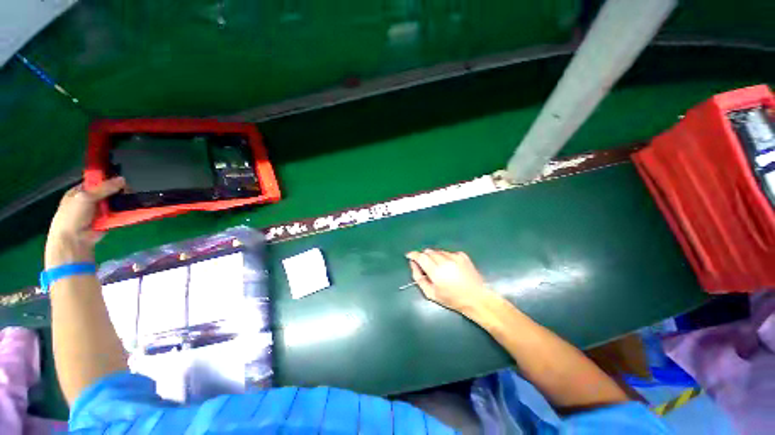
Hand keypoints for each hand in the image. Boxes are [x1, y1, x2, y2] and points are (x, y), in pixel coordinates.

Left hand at [45, 178, 124, 267]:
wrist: (74, 240)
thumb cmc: (73, 216)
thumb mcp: (86, 197)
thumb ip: (104, 188)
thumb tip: (122, 179)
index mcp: (80, 191)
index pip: (96, 181)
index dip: (108, 179)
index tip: (121, 179)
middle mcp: (89, 200)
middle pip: (108, 192)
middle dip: (118, 191)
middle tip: (129, 190)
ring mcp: (99, 211)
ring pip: (115, 202)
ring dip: (123, 202)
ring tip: (134, 199)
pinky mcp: (108, 220)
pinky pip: (119, 213)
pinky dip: (125, 212)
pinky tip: (133, 209)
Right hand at [406, 249, 493, 313]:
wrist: (476, 298)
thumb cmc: (452, 299)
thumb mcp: (431, 293)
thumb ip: (418, 277)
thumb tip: (413, 264)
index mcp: (436, 271)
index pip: (421, 257)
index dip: (413, 255)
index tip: (410, 255)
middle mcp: (445, 261)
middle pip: (428, 251)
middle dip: (424, 256)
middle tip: (425, 266)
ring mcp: (455, 256)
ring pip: (438, 251)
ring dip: (434, 256)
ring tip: (439, 268)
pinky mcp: (462, 255)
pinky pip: (447, 252)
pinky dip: (445, 257)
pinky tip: (449, 267)